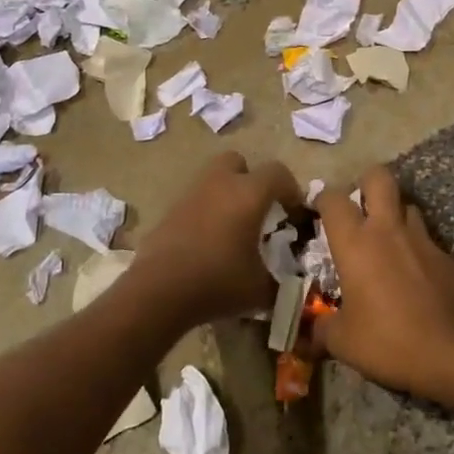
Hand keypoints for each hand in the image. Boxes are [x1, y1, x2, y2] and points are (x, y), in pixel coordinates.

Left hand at [130, 151, 303, 326]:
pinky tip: (208, 241)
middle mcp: (220, 183)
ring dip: (226, 194)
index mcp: (248, 194)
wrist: (159, 291)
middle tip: (258, 209)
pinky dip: (206, 211)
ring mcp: (191, 194)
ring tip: (233, 227)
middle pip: (238, 162)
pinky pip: (196, 200)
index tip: (294, 213)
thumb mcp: (259, 290)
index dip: (291, 189)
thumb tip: (287, 284)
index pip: (278, 173)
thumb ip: (279, 282)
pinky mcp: (170, 210)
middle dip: (251, 179)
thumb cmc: (217, 282)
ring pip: (213, 178)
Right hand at [310, 167, 453, 399]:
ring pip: (408, 206)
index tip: (318, 210)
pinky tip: (416, 274)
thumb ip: (322, 330)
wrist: (453, 354)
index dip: (323, 199)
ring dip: (395, 216)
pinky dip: (418, 250)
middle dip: (366, 183)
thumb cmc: (388, 341)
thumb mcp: (343, 343)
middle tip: (359, 206)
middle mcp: (388, 229)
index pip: (333, 199)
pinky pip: (428, 240)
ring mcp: (423, 239)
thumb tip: (308, 334)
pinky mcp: (448, 257)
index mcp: (355, 243)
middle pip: (378, 178)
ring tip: (388, 241)